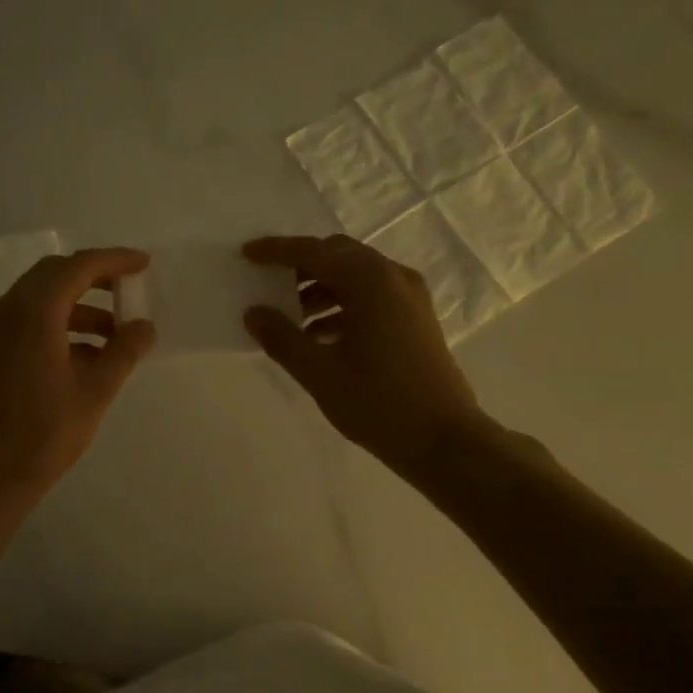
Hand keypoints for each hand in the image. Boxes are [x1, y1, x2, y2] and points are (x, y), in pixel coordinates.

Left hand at [0, 248, 156, 507]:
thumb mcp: (96, 390)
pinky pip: (32, 318)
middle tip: (130, 286)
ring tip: (118, 331)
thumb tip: (145, 326)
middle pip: (56, 274)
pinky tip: (91, 353)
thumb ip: (124, 350)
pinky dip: (63, 323)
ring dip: (81, 305)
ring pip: (43, 296)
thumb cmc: (46, 432)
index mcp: (34, 312)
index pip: (78, 267)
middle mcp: (9, 309)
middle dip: (96, 276)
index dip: (114, 260)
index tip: (144, 264)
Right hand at [242, 234, 486, 476]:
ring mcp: (410, 297)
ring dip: (321, 288)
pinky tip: (320, 336)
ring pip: (356, 276)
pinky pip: (372, 296)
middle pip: (338, 255)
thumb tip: (254, 313)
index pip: (313, 252)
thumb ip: (282, 338)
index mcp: (370, 282)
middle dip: (301, 266)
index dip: (277, 251)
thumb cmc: (378, 403)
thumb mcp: (319, 373)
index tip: (247, 253)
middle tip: (269, 284)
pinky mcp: (416, 319)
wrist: (445, 440)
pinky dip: (342, 305)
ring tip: (291, 320)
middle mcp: (393, 278)